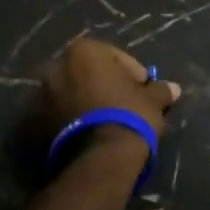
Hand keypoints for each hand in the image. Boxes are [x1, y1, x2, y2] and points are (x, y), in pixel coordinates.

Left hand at [41, 38, 181, 154]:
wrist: (99, 158)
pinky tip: (92, 134)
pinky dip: (74, 120)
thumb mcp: (152, 100)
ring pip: (72, 94)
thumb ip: (160, 90)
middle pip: (88, 73)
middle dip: (105, 85)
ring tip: (108, 122)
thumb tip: (174, 88)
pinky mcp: (35, 124)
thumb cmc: (128, 115)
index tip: (143, 89)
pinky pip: (60, 115)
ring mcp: (41, 96)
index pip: (114, 56)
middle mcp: (56, 67)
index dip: (132, 73)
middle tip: (125, 103)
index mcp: (83, 51)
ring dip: (88, 102)